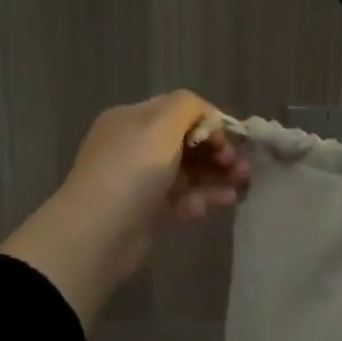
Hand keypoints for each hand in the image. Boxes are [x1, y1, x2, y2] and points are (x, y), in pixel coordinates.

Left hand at [0, 91, 250, 327]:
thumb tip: (206, 115)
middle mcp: (133, 147)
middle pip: (184, 141)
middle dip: (216, 148)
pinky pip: (182, 199)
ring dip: (216, 173)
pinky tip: (227, 200)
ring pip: (186, 171)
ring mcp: (139, 182)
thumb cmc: (132, 170)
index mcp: (131, 120)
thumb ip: (189, 107)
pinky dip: (205, 198)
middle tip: (239, 163)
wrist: (98, 233)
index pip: (176, 110)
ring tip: (244, 181)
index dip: (206, 119)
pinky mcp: (148, 213)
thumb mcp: (161, 124)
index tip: (228, 137)